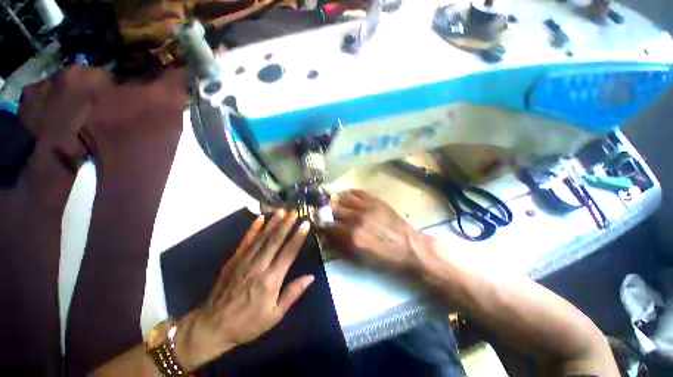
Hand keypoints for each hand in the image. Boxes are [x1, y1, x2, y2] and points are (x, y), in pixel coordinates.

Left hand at [174, 211, 313, 370]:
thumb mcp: (274, 315)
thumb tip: (310, 277)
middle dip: (286, 224)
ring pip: (261, 237)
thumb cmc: (247, 323)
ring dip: (273, 223)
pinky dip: (253, 228)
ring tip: (282, 211)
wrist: (212, 326)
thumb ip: (292, 293)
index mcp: (271, 280)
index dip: (298, 237)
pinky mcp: (233, 260)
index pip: (288, 253)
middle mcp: (259, 266)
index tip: (305, 224)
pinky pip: (245, 241)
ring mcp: (244, 261)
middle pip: (275, 240)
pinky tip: (260, 218)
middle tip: (295, 212)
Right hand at [324, 190, 433, 271]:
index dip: (320, 224)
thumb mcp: (359, 259)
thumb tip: (326, 236)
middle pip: (332, 209)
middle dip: (325, 211)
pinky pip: (356, 191)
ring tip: (334, 202)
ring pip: (342, 197)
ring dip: (335, 200)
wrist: (408, 247)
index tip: (318, 223)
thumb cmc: (384, 258)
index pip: (327, 225)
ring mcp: (366, 207)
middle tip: (324, 212)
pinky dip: (348, 193)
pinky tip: (346, 196)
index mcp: (351, 236)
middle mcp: (355, 219)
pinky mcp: (375, 200)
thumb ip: (340, 247)